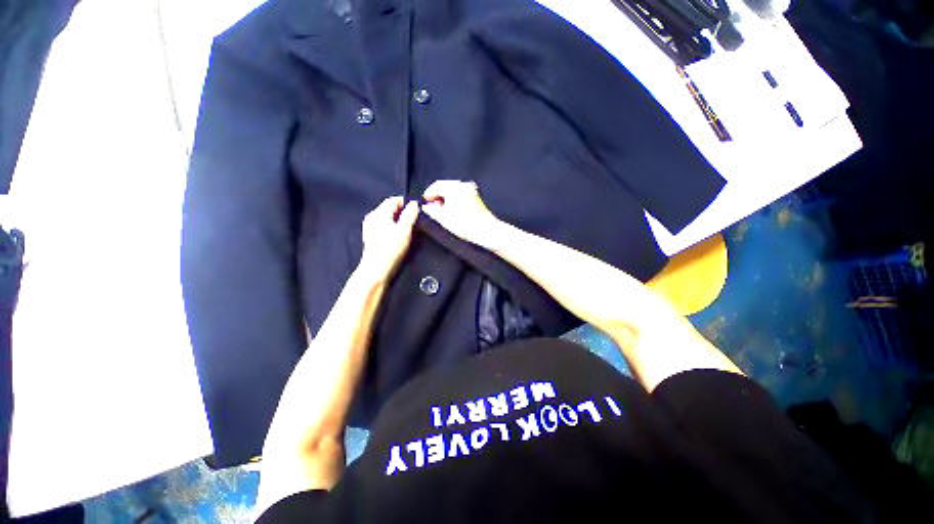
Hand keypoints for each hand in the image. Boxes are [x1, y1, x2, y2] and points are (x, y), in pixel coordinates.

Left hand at [358, 196, 418, 281]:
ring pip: (388, 218)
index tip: (417, 206)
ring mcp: (370, 228)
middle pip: (390, 209)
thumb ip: (410, 214)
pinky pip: (385, 227)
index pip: (393, 200)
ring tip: (409, 228)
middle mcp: (372, 218)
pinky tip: (400, 237)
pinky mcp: (372, 238)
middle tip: (415, 218)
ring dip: (399, 221)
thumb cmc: (390, 250)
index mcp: (378, 213)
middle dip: (403, 211)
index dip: (406, 202)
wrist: (377, 270)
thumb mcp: (405, 230)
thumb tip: (414, 204)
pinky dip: (394, 228)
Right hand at [422, 180, 504, 250]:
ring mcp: (471, 190)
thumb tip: (426, 206)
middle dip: (437, 195)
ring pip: (453, 190)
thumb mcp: (443, 219)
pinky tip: (452, 209)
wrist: (486, 230)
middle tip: (431, 206)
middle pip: (445, 186)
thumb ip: (431, 210)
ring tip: (441, 209)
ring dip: (446, 197)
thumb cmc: (465, 225)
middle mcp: (463, 185)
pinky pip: (460, 193)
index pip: (436, 185)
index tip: (424, 202)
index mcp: (454, 188)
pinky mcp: (476, 196)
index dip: (429, 193)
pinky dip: (454, 198)